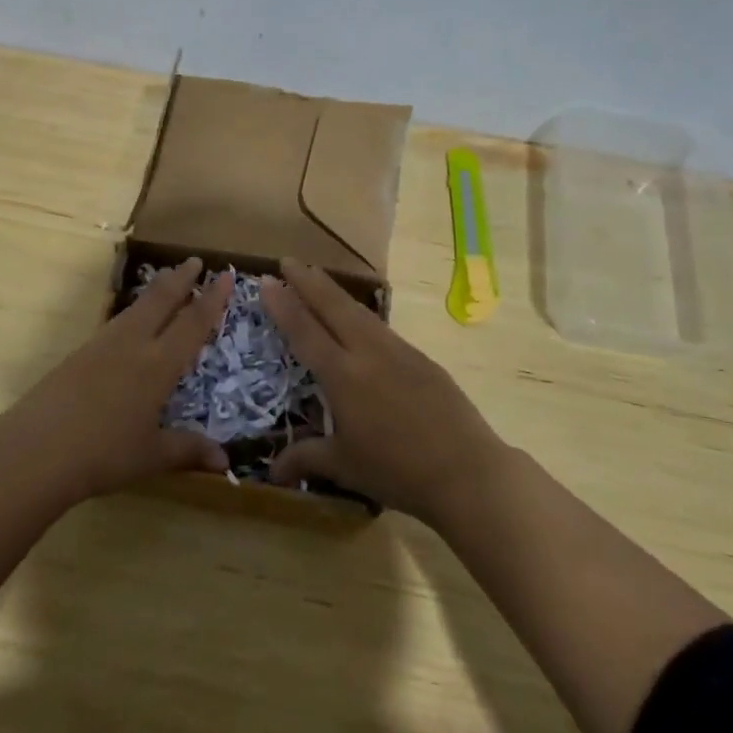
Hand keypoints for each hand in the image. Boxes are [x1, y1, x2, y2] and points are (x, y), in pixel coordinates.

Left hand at [1, 259, 232, 501]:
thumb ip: (187, 451)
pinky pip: (116, 322)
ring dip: (155, 291)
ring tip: (166, 282)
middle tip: (195, 260)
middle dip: (180, 278)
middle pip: (161, 300)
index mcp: (158, 364)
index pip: (192, 323)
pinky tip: (129, 322)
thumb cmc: (102, 454)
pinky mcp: (79, 353)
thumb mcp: (150, 456)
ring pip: (136, 308)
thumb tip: (225, 463)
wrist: (36, 449)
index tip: (225, 276)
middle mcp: (132, 344)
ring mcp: (102, 345)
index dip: (211, 300)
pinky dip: (133, 312)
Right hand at [262, 258, 506, 523]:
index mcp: (343, 376)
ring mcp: (399, 352)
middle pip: (333, 307)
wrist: (466, 471)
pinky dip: (362, 315)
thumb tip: (271, 473)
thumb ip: (306, 459)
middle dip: (308, 281)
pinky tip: (360, 320)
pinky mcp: (422, 359)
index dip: (283, 305)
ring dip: (335, 293)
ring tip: (319, 278)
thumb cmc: (397, 471)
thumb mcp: (345, 467)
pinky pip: (383, 329)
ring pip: (360, 312)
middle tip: (287, 260)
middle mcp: (368, 354)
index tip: (266, 280)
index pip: (305, 331)